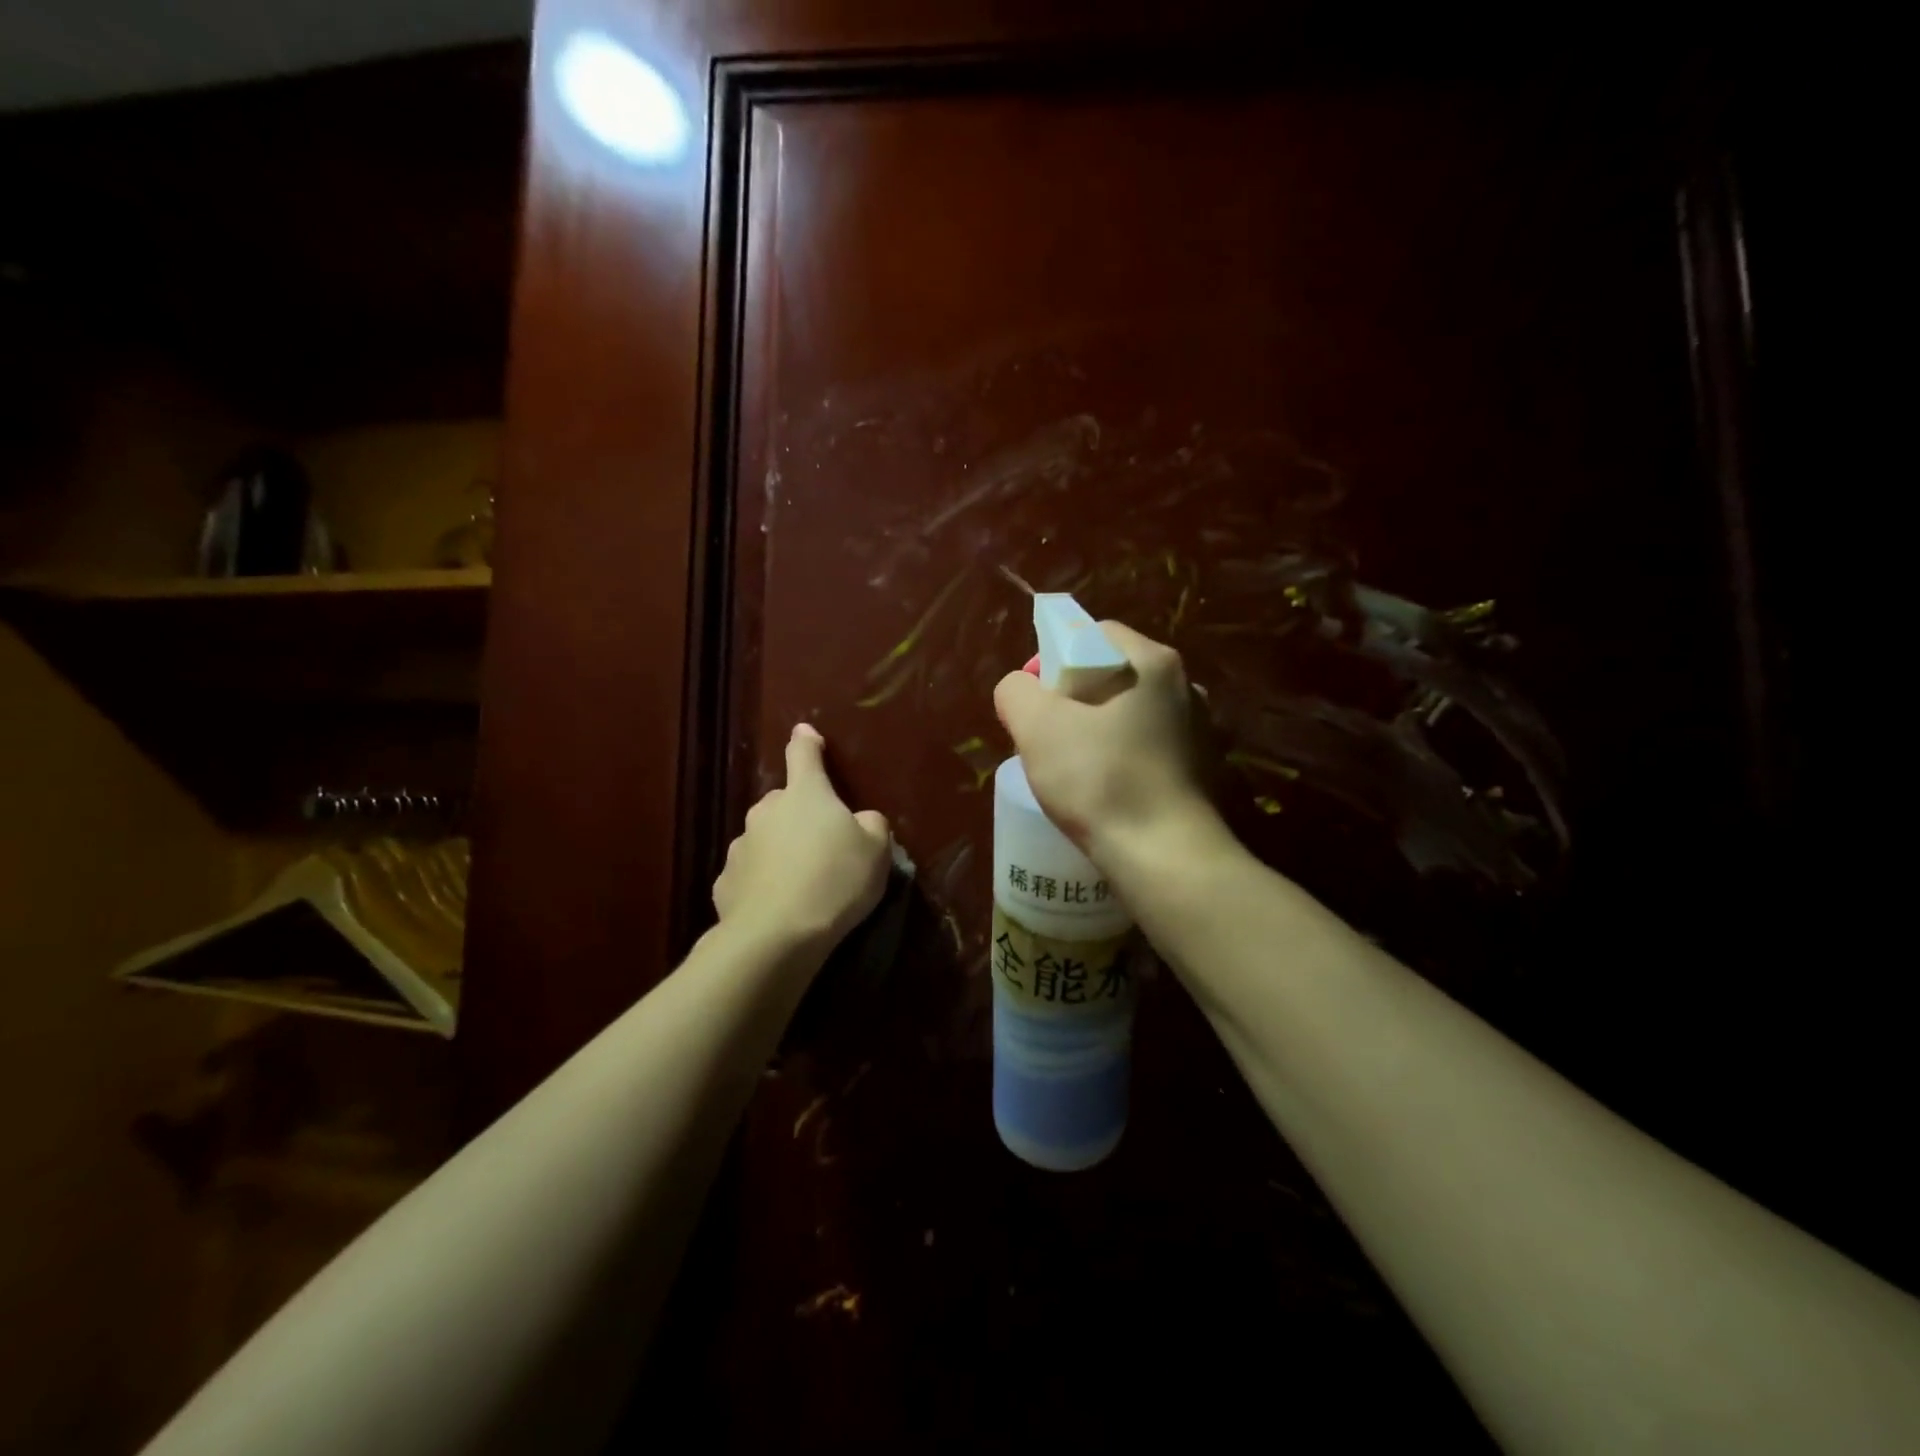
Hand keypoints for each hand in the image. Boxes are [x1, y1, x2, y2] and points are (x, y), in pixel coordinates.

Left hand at [713, 724, 892, 951]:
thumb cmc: (835, 880)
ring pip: (765, 839)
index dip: (807, 742)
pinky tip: (778, 907)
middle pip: (784, 803)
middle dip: (799, 816)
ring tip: (802, 885)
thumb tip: (861, 820)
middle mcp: (766, 811)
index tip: (805, 733)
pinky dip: (763, 884)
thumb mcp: (876, 850)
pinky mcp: (725, 882)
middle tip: (823, 846)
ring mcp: (741, 846)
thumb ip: (871, 825)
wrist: (777, 934)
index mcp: (805, 794)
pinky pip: (751, 875)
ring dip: (780, 851)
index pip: (803, 755)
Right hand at [993, 621, 1218, 858]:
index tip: (1036, 699)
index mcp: (1154, 662)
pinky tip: (1105, 790)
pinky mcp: (1203, 770)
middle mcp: (1186, 687)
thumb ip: (1016, 691)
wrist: (1166, 856)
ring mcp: (1200, 730)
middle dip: (1073, 698)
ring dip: (1097, 731)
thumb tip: (1021, 688)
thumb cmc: (1100, 780)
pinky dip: (1122, 758)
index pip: (1094, 635)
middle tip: (1047, 735)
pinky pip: (1148, 748)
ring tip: (1072, 768)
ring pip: (1130, 714)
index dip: (1055, 657)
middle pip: (1113, 674)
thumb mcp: (1037, 727)